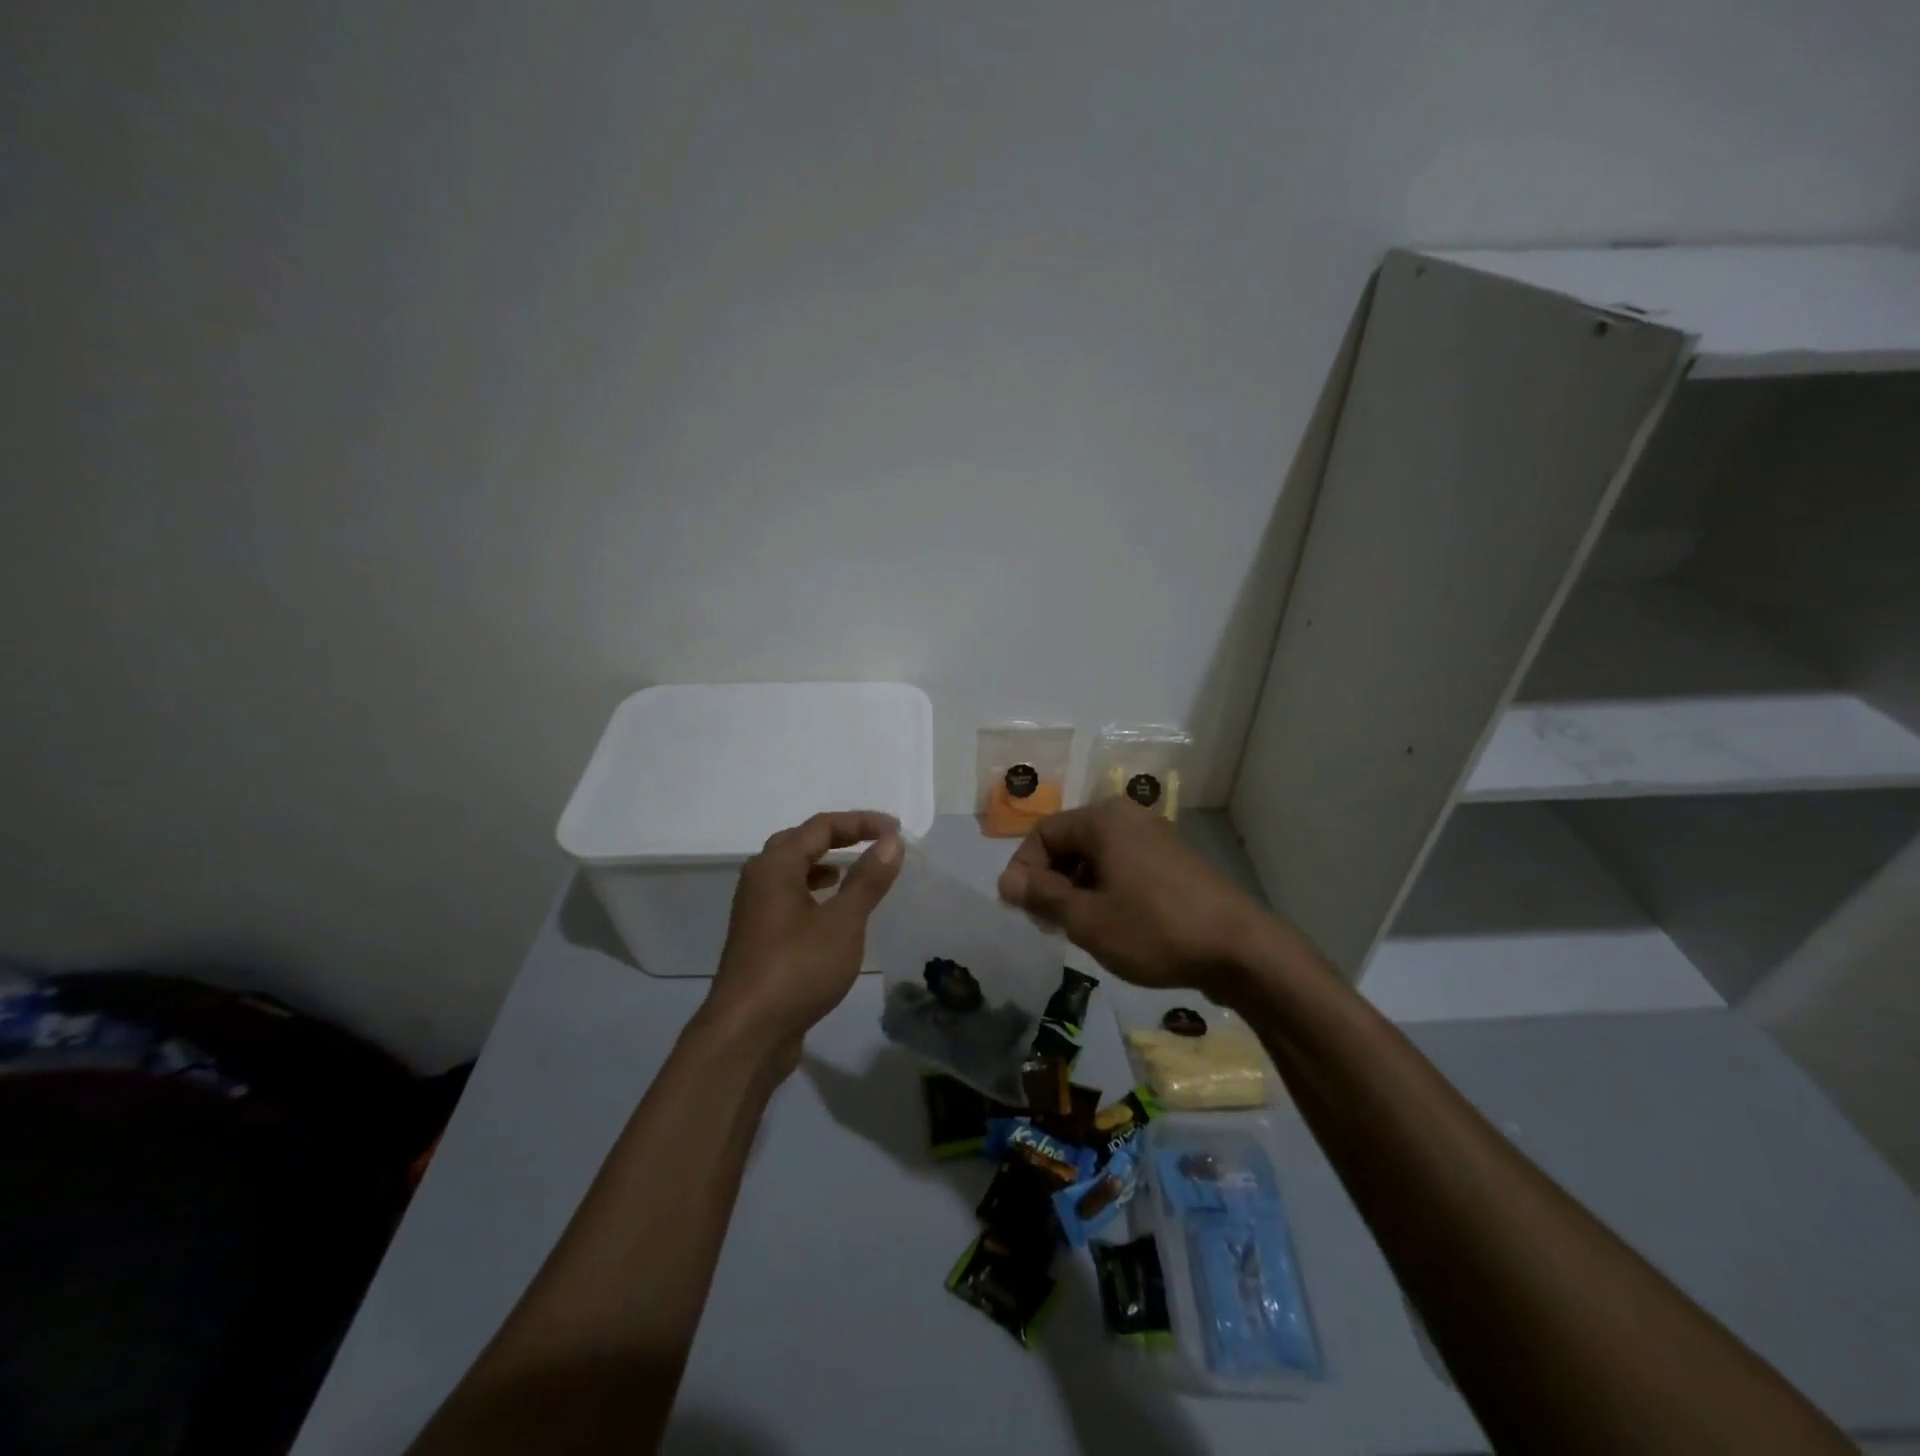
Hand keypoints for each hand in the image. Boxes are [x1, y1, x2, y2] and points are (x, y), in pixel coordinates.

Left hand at [703, 810, 903, 1071]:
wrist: (746, 1034)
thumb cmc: (797, 969)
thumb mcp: (843, 922)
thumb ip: (867, 879)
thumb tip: (891, 841)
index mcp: (775, 866)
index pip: (821, 827)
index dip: (860, 822)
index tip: (896, 830)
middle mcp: (759, 880)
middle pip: (800, 842)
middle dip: (839, 837)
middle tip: (874, 842)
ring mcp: (755, 911)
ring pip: (791, 871)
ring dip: (823, 864)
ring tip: (853, 870)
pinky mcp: (759, 939)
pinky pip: (790, 898)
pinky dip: (814, 892)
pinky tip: (832, 912)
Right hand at [997, 799, 1269, 995]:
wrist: (1240, 950)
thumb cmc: (1154, 929)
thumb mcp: (1087, 919)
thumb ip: (1042, 896)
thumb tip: (1006, 881)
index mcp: (1104, 820)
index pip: (1043, 833)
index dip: (1024, 871)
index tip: (1022, 911)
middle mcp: (1129, 817)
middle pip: (1070, 842)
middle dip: (1051, 881)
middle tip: (1048, 924)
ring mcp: (1155, 837)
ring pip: (1097, 856)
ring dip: (1077, 889)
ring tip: (1079, 929)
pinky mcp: (1173, 861)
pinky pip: (1123, 865)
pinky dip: (1106, 889)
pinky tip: (1113, 925)